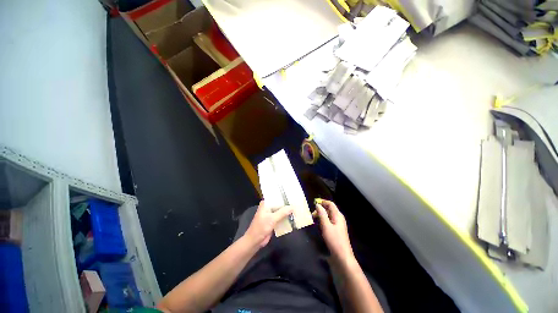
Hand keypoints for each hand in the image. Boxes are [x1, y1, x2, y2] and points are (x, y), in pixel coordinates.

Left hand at [244, 200, 293, 247]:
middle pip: (278, 204)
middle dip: (286, 204)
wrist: (255, 241)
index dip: (283, 196)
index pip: (275, 197)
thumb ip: (282, 212)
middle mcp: (268, 207)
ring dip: (286, 211)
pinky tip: (292, 216)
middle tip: (296, 202)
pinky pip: (280, 217)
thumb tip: (292, 207)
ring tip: (296, 208)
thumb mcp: (272, 219)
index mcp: (265, 204)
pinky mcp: (272, 221)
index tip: (291, 195)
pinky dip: (285, 217)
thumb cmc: (261, 227)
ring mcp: (270, 215)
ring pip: (280, 211)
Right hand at [316, 200, 354, 262]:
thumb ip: (322, 214)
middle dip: (321, 209)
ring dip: (321, 215)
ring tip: (314, 219)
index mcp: (338, 216)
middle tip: (312, 214)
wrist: (342, 257)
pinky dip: (323, 220)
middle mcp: (339, 218)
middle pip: (329, 209)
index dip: (323, 202)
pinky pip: (329, 221)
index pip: (331, 204)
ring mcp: (338, 225)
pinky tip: (318, 225)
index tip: (314, 203)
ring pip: (328, 215)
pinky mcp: (336, 230)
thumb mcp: (326, 226)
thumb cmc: (334, 240)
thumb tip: (318, 205)